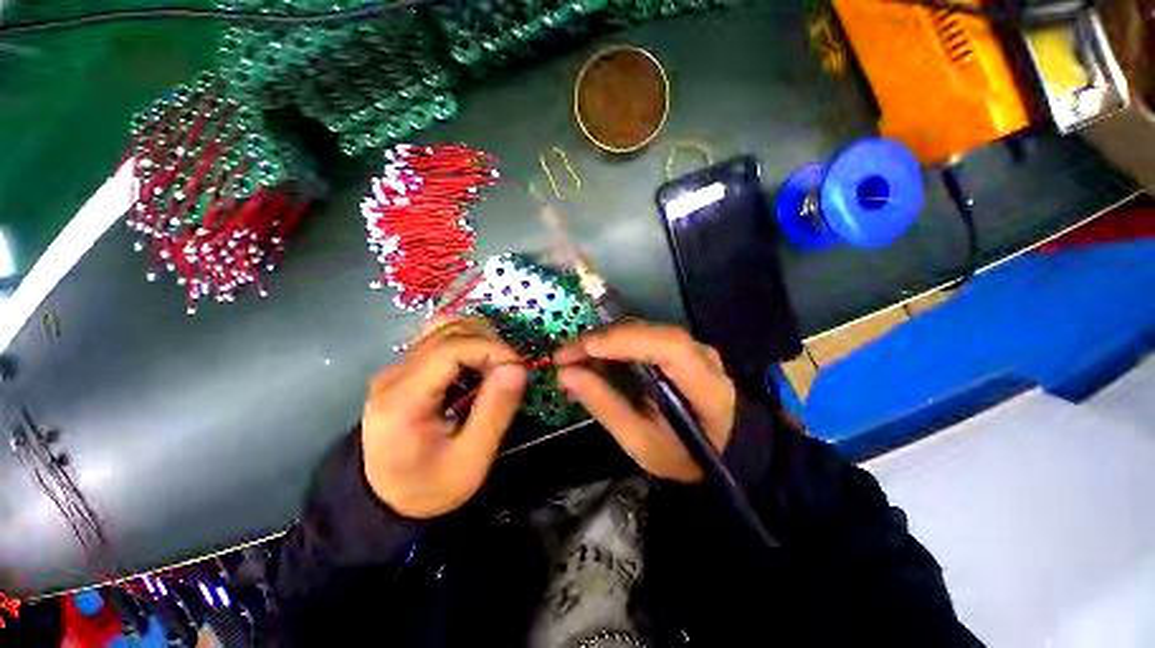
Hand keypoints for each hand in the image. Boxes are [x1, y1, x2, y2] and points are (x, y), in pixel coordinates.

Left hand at [361, 318, 526, 518]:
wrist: (385, 503)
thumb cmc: (429, 489)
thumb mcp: (470, 462)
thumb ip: (495, 412)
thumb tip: (517, 368)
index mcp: (403, 400)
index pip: (450, 348)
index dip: (491, 349)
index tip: (518, 368)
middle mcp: (394, 375)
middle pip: (447, 332)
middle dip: (489, 342)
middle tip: (511, 371)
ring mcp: (397, 369)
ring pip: (444, 329)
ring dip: (480, 339)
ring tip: (497, 367)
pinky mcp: (405, 371)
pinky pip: (440, 341)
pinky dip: (468, 344)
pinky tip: (480, 366)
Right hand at [555, 321, 735, 482]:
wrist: (713, 449)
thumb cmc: (680, 455)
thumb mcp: (640, 442)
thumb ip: (605, 406)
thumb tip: (566, 374)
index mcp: (706, 385)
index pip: (669, 347)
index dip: (626, 341)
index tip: (584, 349)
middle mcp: (701, 355)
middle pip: (648, 333)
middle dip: (601, 340)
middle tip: (562, 357)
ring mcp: (688, 346)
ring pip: (639, 331)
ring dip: (602, 342)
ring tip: (570, 361)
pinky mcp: (674, 347)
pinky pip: (638, 338)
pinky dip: (610, 347)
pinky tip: (589, 361)